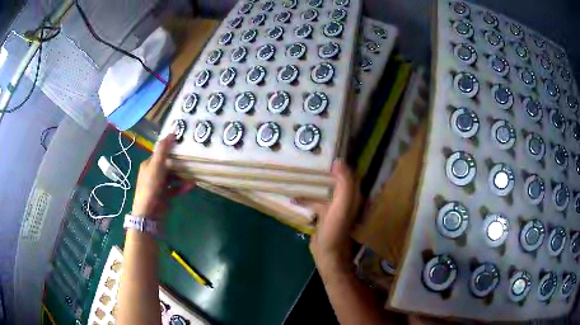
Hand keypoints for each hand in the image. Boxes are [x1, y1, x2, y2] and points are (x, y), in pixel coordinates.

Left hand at [132, 134, 194, 219]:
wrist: (149, 212)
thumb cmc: (151, 186)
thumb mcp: (156, 165)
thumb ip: (163, 149)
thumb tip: (171, 132)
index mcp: (148, 165)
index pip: (160, 153)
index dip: (170, 148)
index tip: (183, 145)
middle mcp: (153, 174)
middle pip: (168, 165)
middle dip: (179, 162)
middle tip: (191, 158)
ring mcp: (159, 185)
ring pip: (173, 177)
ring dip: (182, 175)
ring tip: (194, 172)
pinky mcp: (165, 195)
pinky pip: (175, 188)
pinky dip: (183, 186)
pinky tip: (192, 185)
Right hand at [295, 160, 357, 271]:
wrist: (327, 253)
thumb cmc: (335, 229)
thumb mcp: (342, 206)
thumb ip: (344, 185)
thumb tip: (339, 161)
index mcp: (353, 196)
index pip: (349, 173)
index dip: (341, 162)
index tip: (326, 151)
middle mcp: (345, 199)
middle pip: (336, 179)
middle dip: (324, 170)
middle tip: (310, 159)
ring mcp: (333, 207)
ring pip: (324, 189)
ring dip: (314, 183)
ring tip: (300, 174)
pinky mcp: (323, 215)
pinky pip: (315, 201)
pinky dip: (305, 198)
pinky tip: (293, 197)